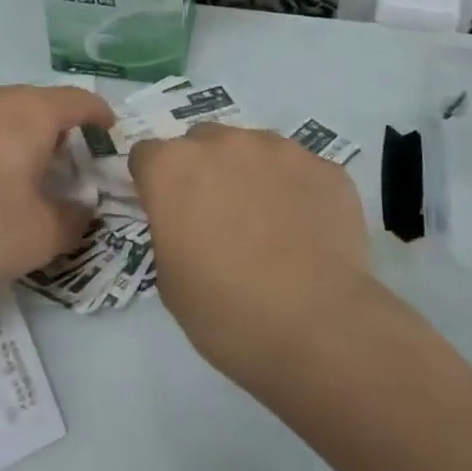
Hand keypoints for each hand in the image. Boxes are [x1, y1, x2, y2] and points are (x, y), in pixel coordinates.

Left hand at [0, 82, 112, 301]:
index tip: (109, 129)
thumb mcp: (38, 237)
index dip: (99, 114)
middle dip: (54, 132)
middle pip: (33, 105)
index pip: (77, 100)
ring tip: (10, 175)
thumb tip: (80, 208)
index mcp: (25, 112)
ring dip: (11, 137)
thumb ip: (73, 220)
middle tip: (61, 168)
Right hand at [130, 124, 374, 382]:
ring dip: (251, 174)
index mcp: (173, 168)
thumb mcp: (170, 281)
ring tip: (270, 224)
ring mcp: (279, 149)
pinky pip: (300, 171)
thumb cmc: (228, 313)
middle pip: (201, 142)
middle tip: (219, 218)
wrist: (319, 328)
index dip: (154, 183)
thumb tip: (187, 225)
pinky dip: (297, 191)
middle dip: (203, 170)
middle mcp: (223, 143)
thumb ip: (169, 233)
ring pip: (254, 149)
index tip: (167, 212)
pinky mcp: (324, 166)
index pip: (146, 156)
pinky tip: (307, 232)